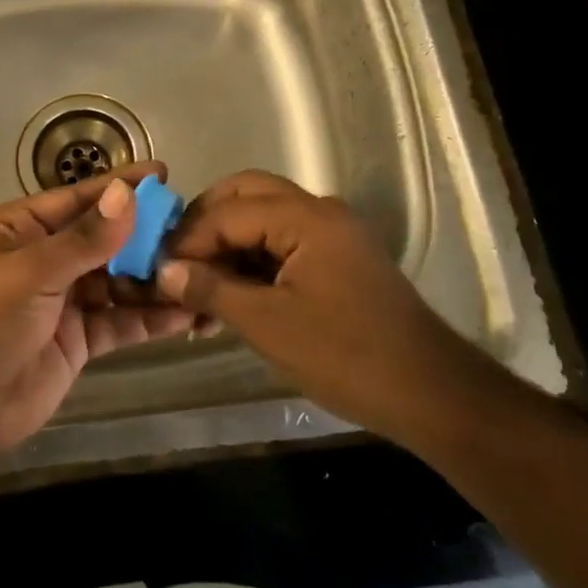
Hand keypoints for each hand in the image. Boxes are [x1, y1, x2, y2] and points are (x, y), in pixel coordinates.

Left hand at [0, 162, 196, 469]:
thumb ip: (85, 239)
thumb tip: (127, 195)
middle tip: (194, 229)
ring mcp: (63, 299)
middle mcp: (44, 257)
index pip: (78, 199)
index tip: (164, 175)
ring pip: (118, 280)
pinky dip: (151, 317)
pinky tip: (187, 313)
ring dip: (154, 278)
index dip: (120, 187)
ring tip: (199, 271)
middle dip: (145, 234)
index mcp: (19, 229)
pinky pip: (121, 320)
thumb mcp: (31, 272)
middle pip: (104, 238)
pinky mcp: (79, 338)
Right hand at [155, 170, 462, 444]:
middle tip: (176, 259)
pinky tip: (232, 292)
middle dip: (206, 222)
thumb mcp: (268, 325)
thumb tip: (164, 271)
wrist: (431, 393)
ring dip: (229, 241)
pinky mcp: (339, 258)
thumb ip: (212, 289)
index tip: (157, 266)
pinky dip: (254, 257)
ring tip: (198, 281)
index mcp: (306, 217)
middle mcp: (320, 211)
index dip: (188, 237)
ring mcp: (333, 233)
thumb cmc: (346, 356)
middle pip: (247, 193)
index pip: (229, 211)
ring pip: (265, 215)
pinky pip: (284, 240)